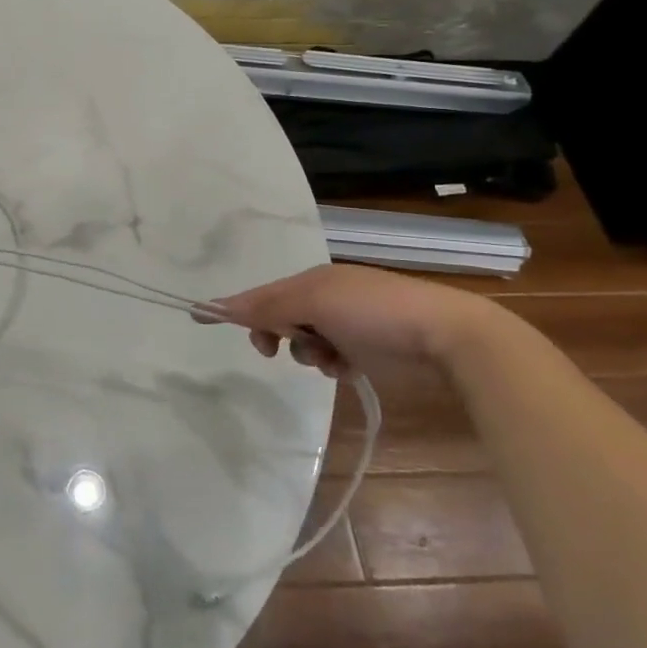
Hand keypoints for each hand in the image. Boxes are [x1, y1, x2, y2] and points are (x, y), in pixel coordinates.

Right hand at [204, 262, 503, 383]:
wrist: (446, 335)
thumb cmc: (373, 312)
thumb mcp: (313, 303)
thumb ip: (266, 307)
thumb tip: (215, 305)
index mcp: (313, 279)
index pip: (261, 294)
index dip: (234, 307)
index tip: (200, 317)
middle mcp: (328, 296)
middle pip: (281, 316)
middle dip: (276, 334)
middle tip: (274, 351)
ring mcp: (351, 320)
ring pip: (306, 340)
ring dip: (307, 352)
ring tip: (327, 360)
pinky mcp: (371, 345)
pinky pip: (334, 354)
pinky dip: (333, 362)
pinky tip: (345, 368)